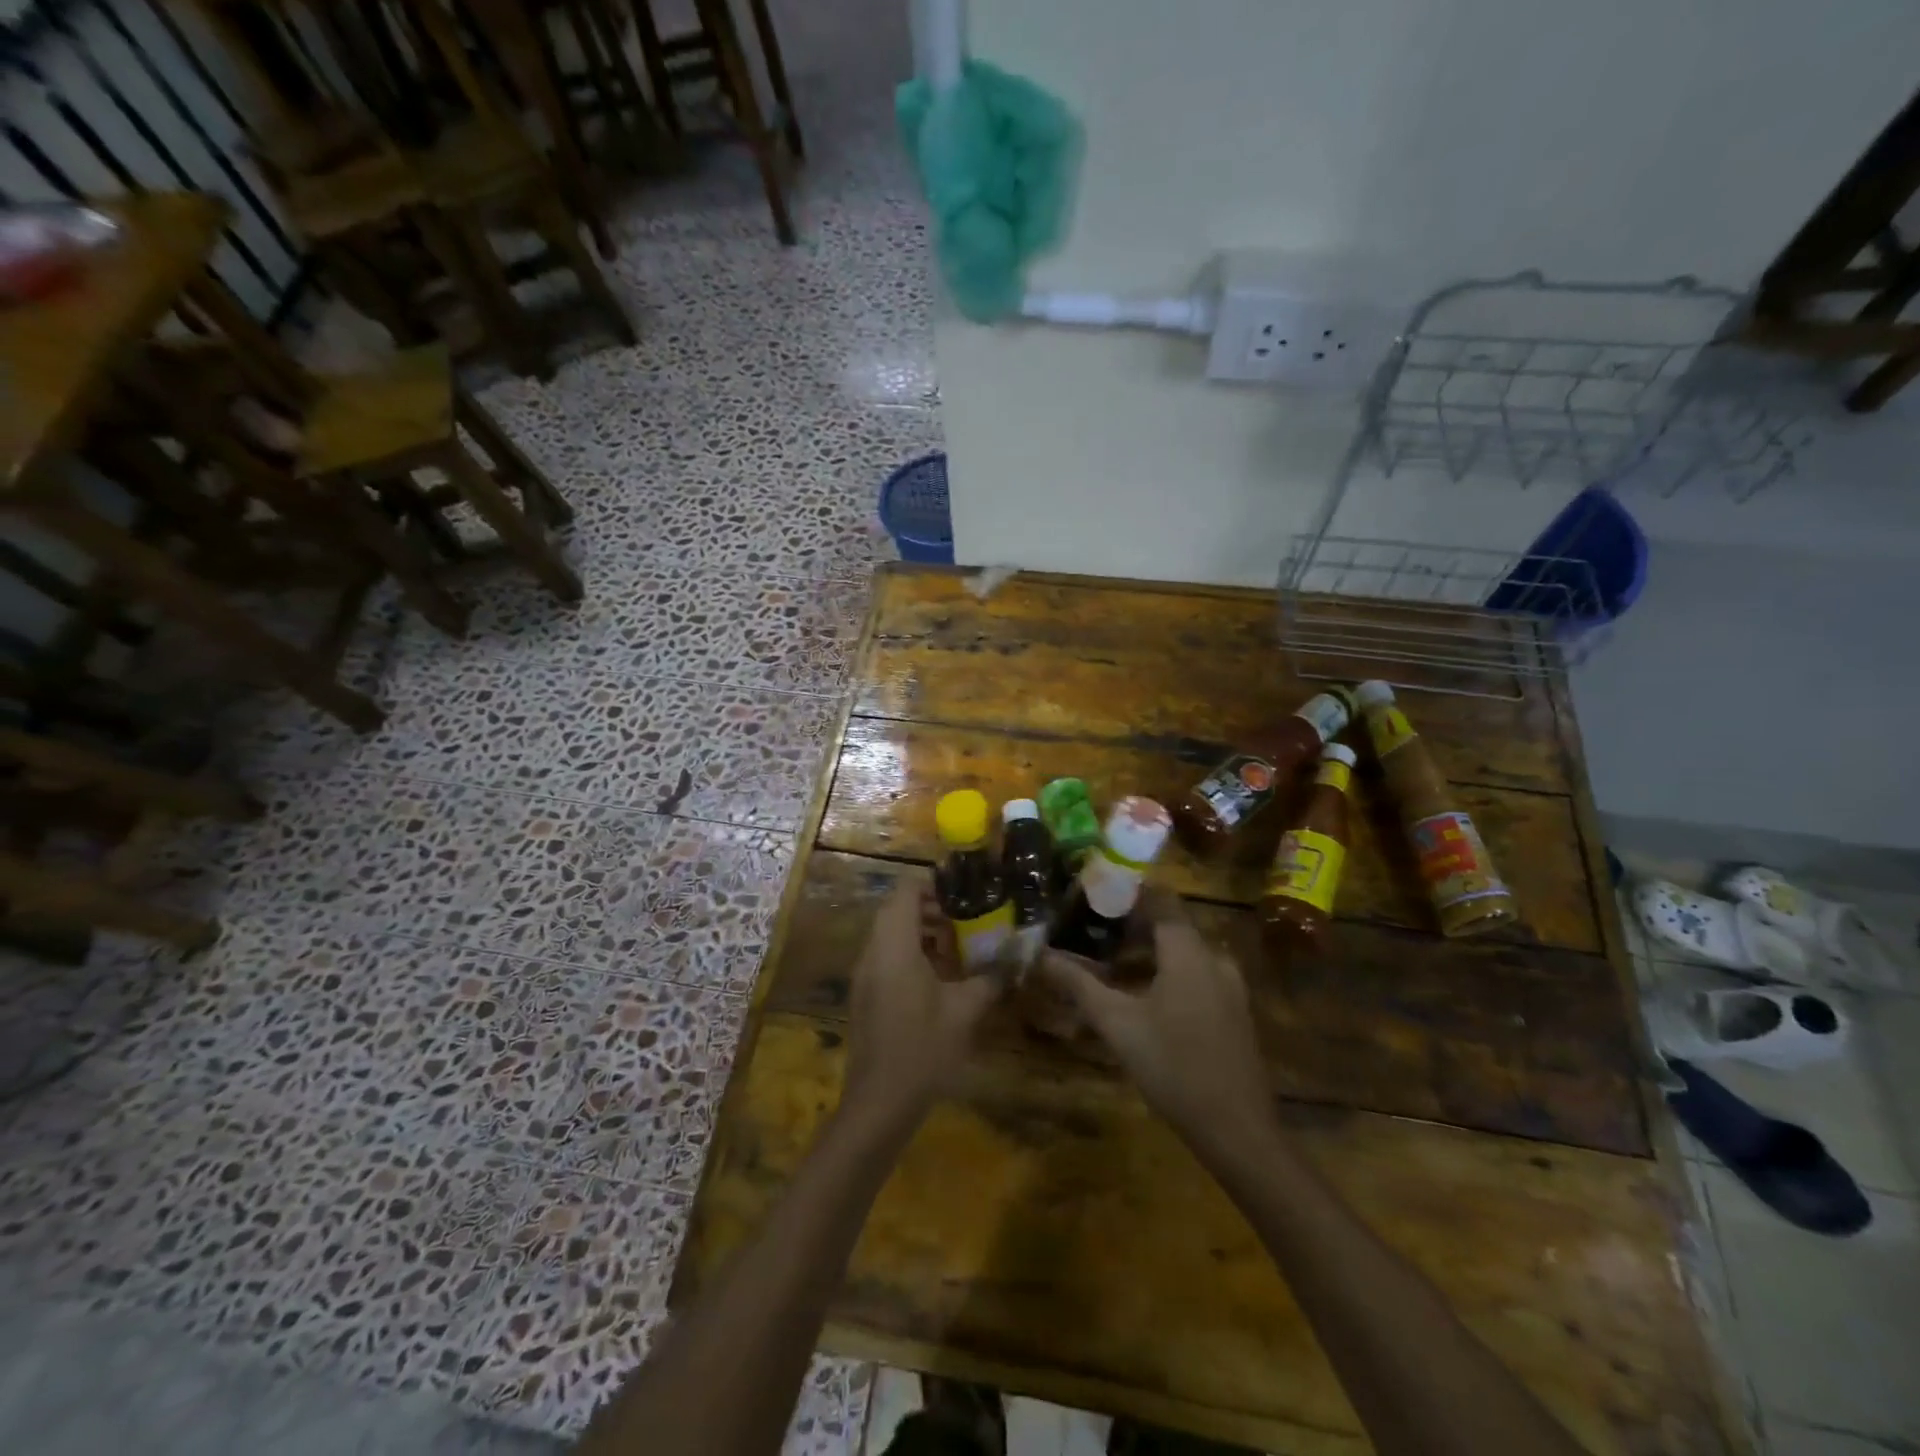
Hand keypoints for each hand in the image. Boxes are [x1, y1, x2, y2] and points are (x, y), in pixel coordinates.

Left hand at [842, 876, 1003, 1124]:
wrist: (879, 1102)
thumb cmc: (923, 1048)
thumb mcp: (965, 1011)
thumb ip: (991, 978)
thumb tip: (1017, 958)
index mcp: (894, 945)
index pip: (905, 890)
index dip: (933, 884)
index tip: (964, 892)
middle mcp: (873, 951)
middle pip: (896, 910)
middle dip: (931, 909)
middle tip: (966, 920)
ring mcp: (865, 974)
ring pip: (890, 934)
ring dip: (922, 932)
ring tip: (957, 950)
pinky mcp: (865, 994)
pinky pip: (886, 956)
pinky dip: (911, 953)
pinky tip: (940, 979)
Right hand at [1036, 894, 1271, 1148]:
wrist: (1237, 1130)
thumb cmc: (1173, 1066)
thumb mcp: (1117, 1024)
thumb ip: (1079, 985)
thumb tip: (1041, 956)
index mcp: (1188, 951)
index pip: (1159, 899)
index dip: (1127, 890)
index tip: (1094, 891)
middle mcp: (1214, 958)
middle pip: (1171, 924)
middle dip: (1132, 922)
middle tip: (1093, 928)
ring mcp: (1230, 986)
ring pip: (1184, 951)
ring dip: (1149, 949)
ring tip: (1111, 959)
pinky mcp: (1234, 1011)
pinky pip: (1197, 973)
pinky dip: (1168, 970)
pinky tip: (1144, 993)